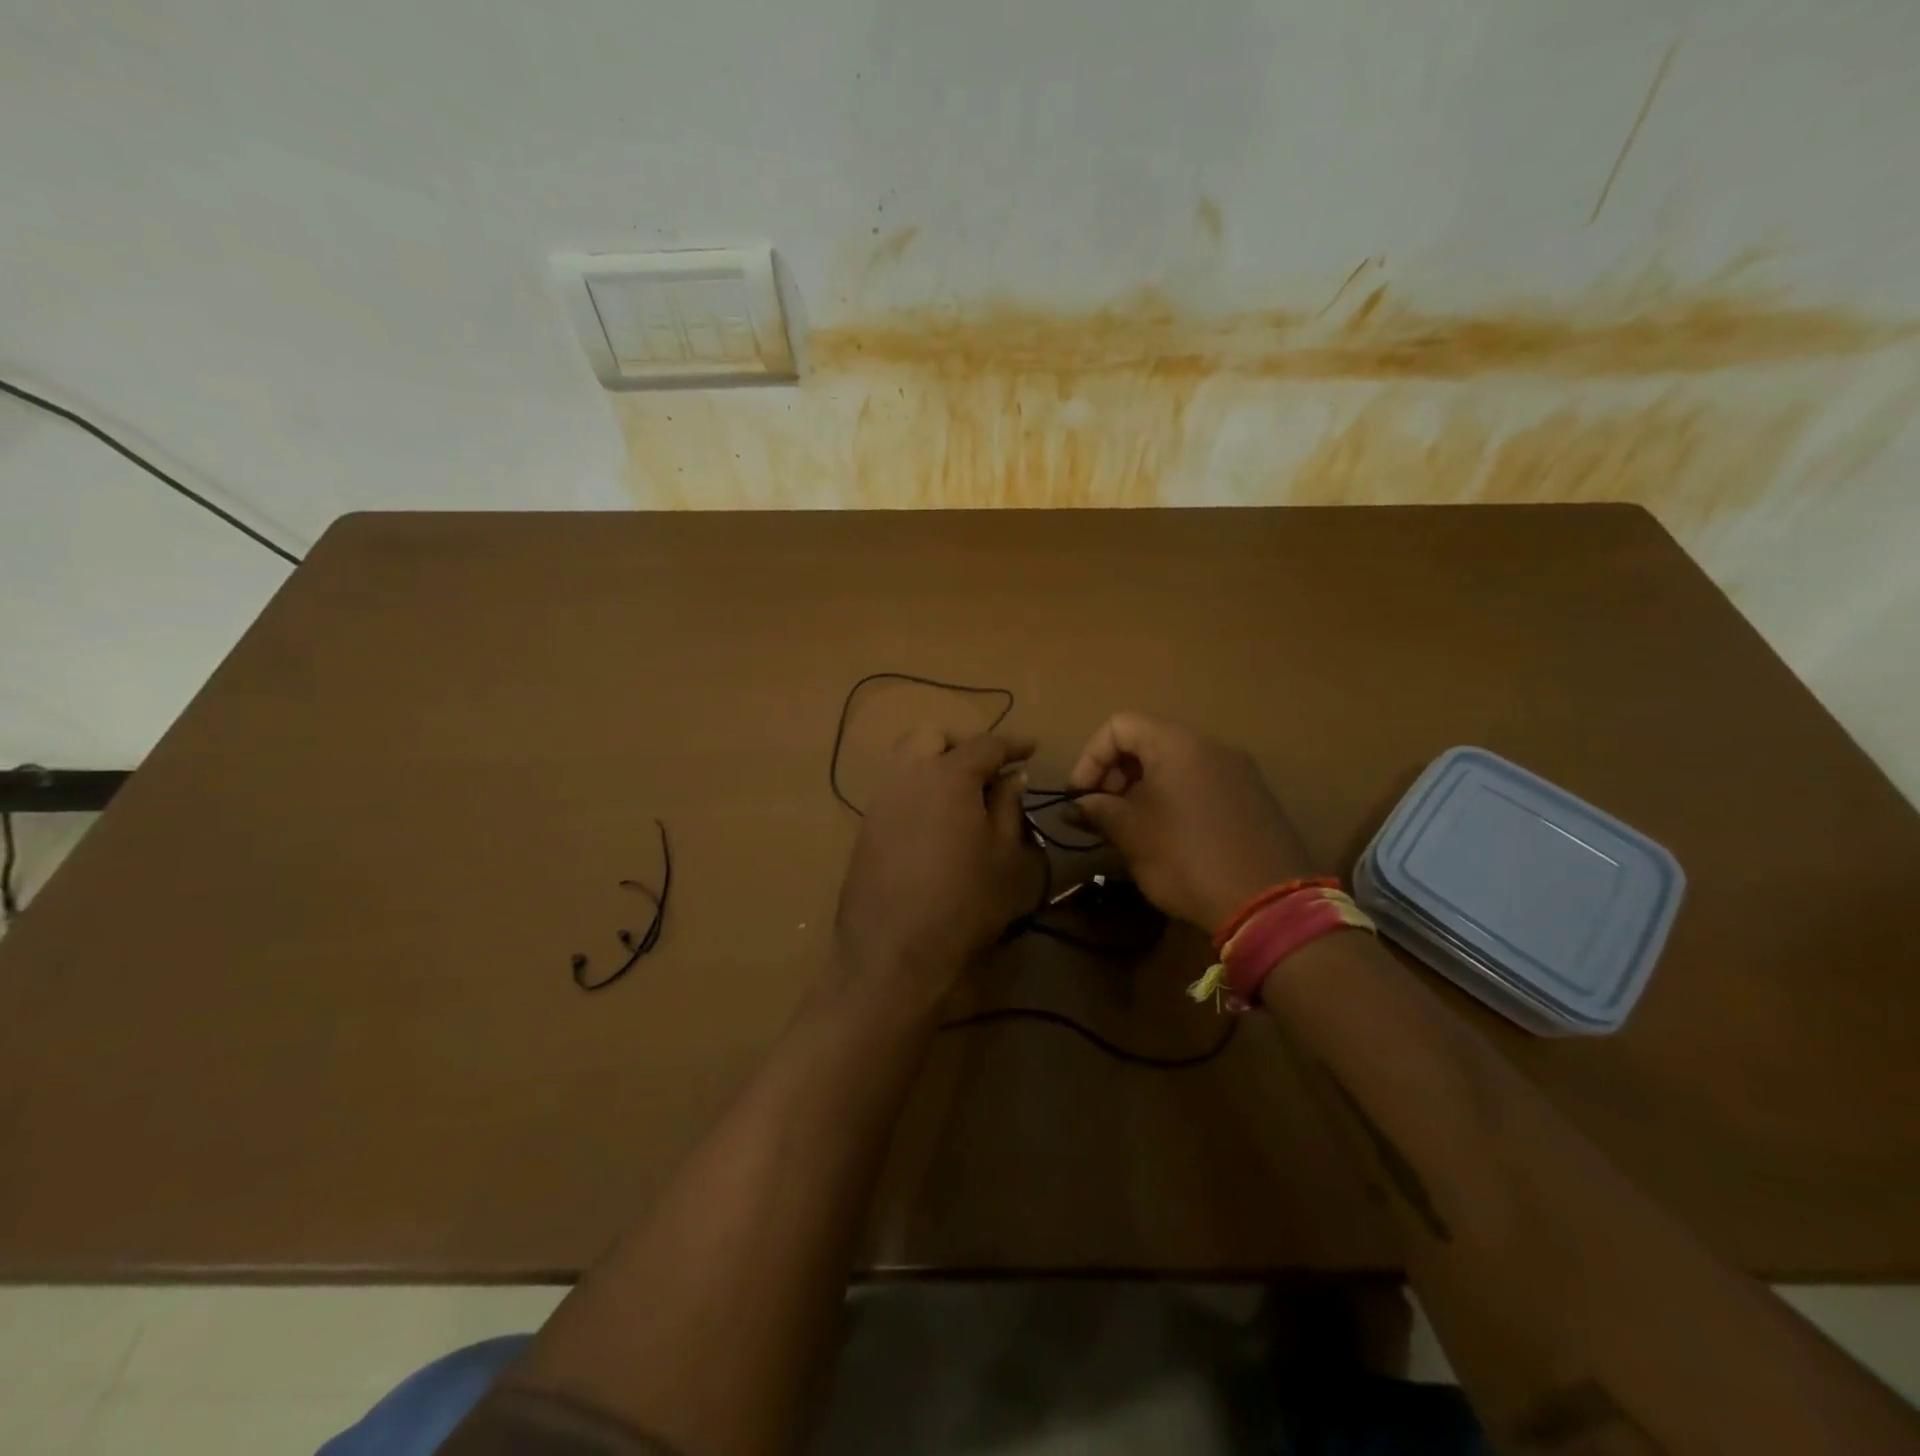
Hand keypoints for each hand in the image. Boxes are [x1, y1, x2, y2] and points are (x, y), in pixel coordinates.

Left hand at [834, 728, 1040, 1006]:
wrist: (893, 952)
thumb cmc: (964, 902)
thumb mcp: (1005, 857)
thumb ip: (1009, 807)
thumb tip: (1011, 777)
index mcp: (948, 775)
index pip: (986, 744)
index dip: (1013, 744)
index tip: (1032, 750)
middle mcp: (908, 776)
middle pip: (932, 736)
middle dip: (962, 744)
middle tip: (988, 771)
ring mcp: (880, 801)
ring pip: (907, 761)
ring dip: (936, 766)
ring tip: (963, 800)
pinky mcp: (865, 828)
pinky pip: (896, 792)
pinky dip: (919, 793)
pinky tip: (936, 825)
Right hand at [1068, 711, 1316, 932]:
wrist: (1269, 905)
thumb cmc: (1187, 858)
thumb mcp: (1131, 833)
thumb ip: (1098, 809)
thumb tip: (1076, 805)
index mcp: (1177, 743)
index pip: (1119, 725)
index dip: (1090, 757)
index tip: (1080, 796)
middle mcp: (1210, 746)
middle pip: (1147, 741)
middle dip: (1115, 774)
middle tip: (1101, 813)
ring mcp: (1237, 771)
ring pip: (1174, 764)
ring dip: (1141, 789)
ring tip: (1128, 828)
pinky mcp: (1252, 798)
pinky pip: (1200, 784)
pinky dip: (1172, 799)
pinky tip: (1166, 837)